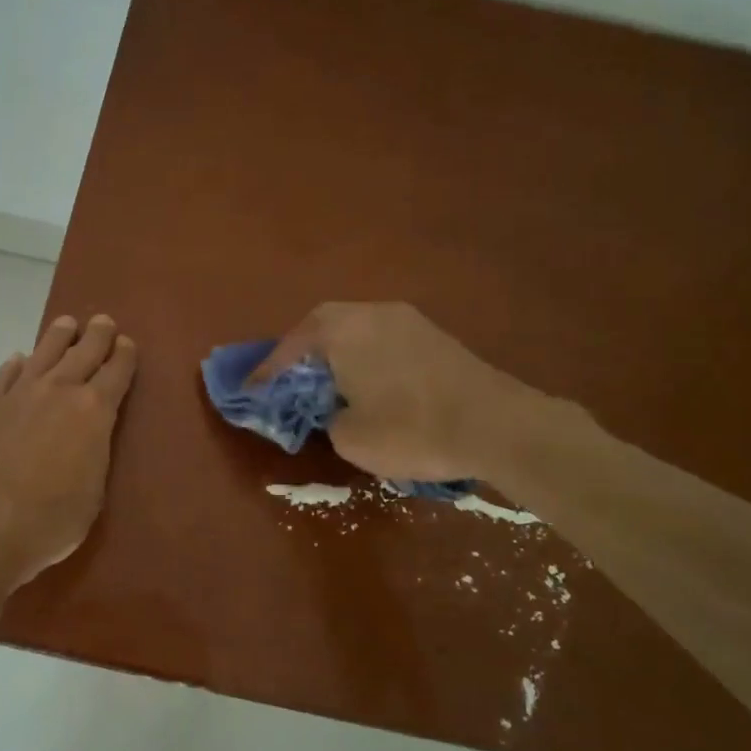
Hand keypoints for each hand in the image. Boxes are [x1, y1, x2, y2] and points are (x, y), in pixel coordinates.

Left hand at [0, 313, 137, 606]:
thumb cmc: (50, 520)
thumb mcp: (93, 492)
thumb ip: (96, 453)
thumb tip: (90, 435)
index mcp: (93, 411)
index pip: (116, 372)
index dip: (125, 355)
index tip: (127, 343)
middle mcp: (58, 391)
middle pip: (83, 352)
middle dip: (97, 335)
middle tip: (103, 322)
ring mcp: (20, 395)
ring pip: (44, 353)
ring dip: (58, 336)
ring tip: (66, 324)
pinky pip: (7, 376)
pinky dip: (16, 365)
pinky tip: (19, 360)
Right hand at [255, 302, 545, 483]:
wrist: (497, 426)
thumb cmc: (410, 429)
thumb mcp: (350, 437)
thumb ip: (329, 418)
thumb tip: (338, 409)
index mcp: (343, 329)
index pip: (293, 345)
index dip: (269, 370)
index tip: (253, 389)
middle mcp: (373, 313)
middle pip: (324, 326)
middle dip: (303, 353)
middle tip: (290, 379)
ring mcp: (408, 321)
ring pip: (357, 330)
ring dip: (338, 353)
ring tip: (328, 383)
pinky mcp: (436, 337)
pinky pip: (384, 341)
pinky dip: (366, 359)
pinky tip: (369, 385)